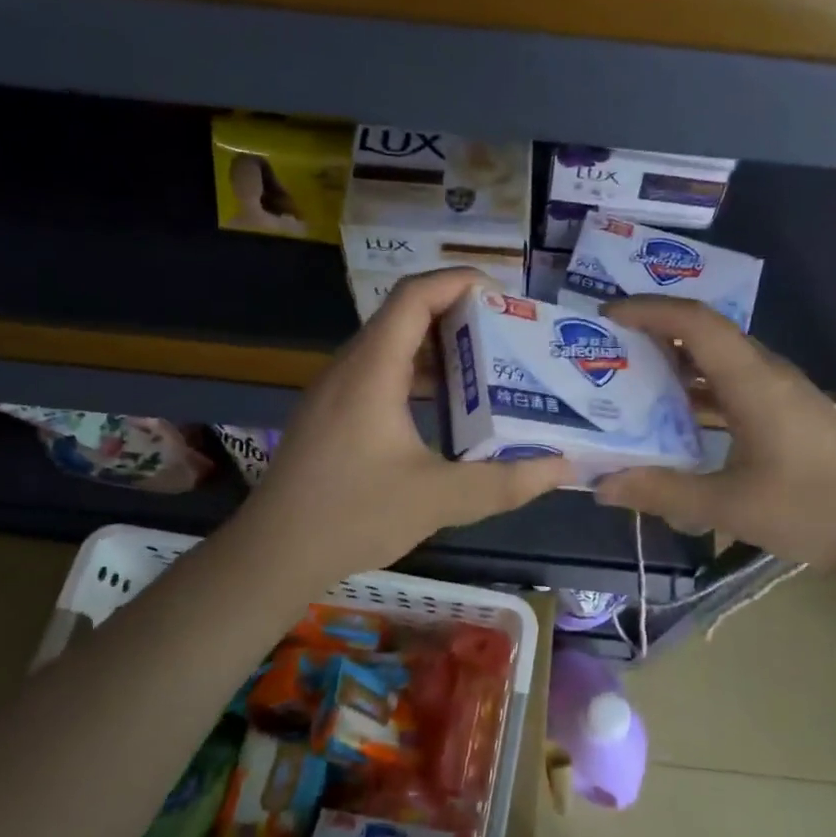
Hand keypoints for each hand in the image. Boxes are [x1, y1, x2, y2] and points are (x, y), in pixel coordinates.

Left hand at [230, 269, 574, 585]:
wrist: (273, 554)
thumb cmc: (352, 515)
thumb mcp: (438, 500)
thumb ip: (504, 482)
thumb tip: (562, 469)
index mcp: (372, 370)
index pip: (414, 295)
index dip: (459, 282)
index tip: (505, 296)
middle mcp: (349, 368)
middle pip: (404, 316)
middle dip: (459, 317)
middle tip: (508, 337)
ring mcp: (334, 393)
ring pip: (390, 348)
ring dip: (438, 351)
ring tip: (487, 370)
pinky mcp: (330, 417)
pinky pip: (378, 376)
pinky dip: (416, 378)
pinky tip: (445, 413)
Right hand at [592, 298, 835, 576]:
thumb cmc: (810, 512)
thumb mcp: (728, 506)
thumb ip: (662, 492)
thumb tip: (602, 485)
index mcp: (755, 382)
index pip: (697, 323)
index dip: (650, 311)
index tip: (608, 315)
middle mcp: (769, 374)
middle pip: (708, 334)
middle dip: (656, 333)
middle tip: (611, 347)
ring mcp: (784, 393)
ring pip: (722, 360)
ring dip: (678, 363)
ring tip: (632, 378)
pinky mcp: (790, 413)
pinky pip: (735, 384)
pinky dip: (700, 390)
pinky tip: (677, 417)